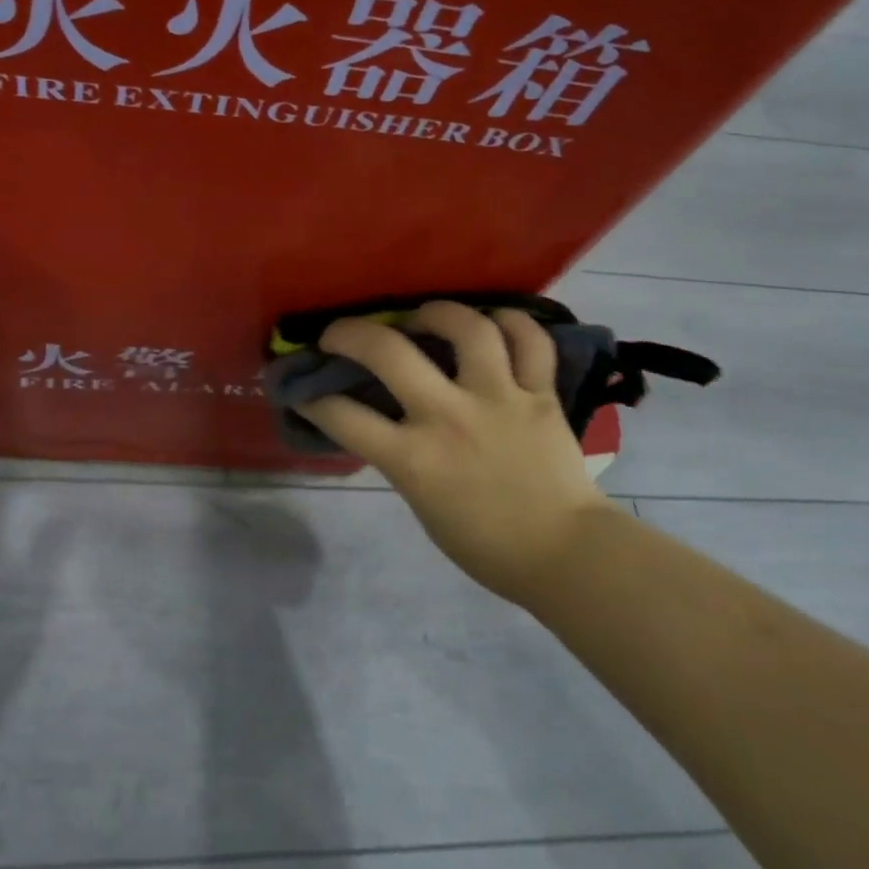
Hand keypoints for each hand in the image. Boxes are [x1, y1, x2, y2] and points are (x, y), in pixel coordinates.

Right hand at [295, 301, 611, 605]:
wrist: (565, 556)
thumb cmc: (486, 543)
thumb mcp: (422, 503)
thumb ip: (400, 455)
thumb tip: (380, 418)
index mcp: (415, 459)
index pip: (344, 416)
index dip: (313, 396)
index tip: (303, 386)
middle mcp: (451, 417)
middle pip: (389, 353)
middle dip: (350, 334)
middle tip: (340, 332)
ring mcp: (499, 399)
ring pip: (467, 329)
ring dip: (437, 312)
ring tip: (425, 316)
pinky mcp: (541, 395)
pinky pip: (530, 341)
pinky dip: (512, 323)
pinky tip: (494, 321)